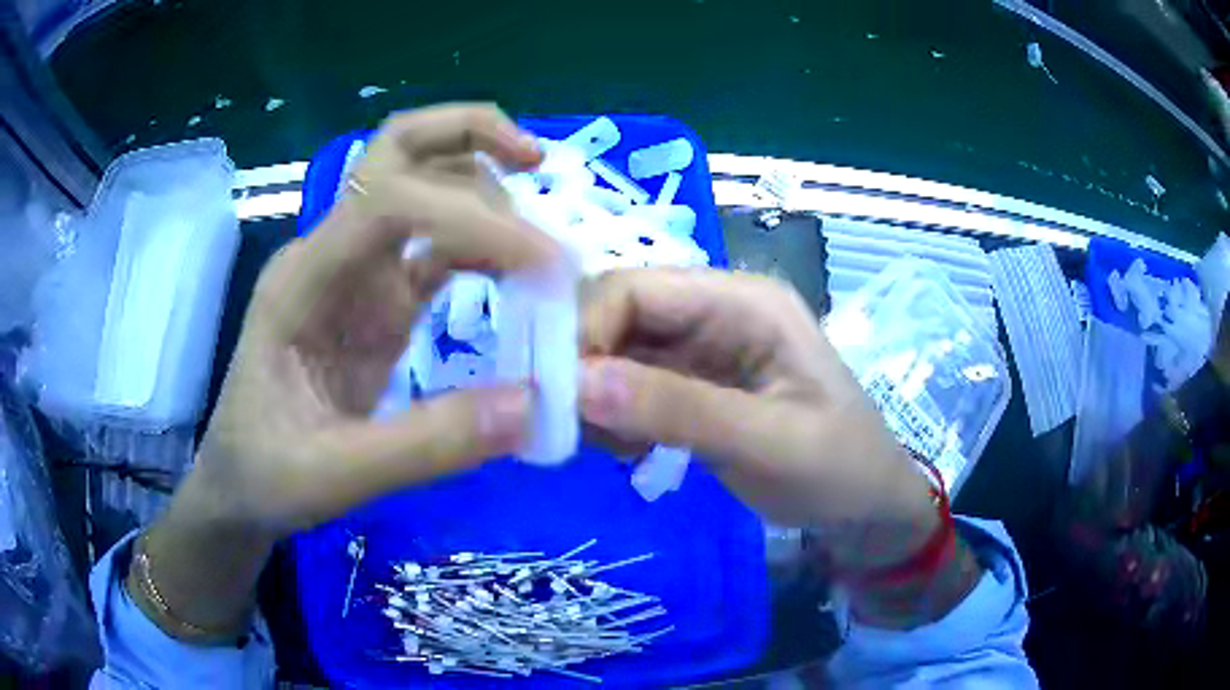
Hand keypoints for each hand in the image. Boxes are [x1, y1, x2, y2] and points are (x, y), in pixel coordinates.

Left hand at [192, 105, 556, 535]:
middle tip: (538, 161)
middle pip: (398, 151)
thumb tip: (532, 403)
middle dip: (470, 136)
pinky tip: (520, 275)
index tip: (542, 265)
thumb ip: (427, 446)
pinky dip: (484, 247)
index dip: (467, 214)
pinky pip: (438, 248)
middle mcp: (330, 255)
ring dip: (486, 192)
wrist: (241, 486)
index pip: (386, 201)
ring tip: (542, 241)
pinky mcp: (380, 300)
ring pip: (425, 187)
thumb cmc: (266, 475)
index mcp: (302, 281)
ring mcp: (356, 273)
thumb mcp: (335, 476)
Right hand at [578, 269, 937, 568]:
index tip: (554, 397)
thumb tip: (576, 384)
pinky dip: (612, 415)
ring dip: (594, 396)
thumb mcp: (768, 442)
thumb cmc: (838, 470)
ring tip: (611, 449)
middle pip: (618, 314)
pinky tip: (627, 451)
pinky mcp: (692, 384)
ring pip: (615, 351)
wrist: (866, 509)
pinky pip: (629, 384)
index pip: (636, 287)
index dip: (583, 330)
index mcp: (743, 301)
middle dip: (582, 366)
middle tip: (568, 429)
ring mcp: (702, 348)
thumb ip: (678, 410)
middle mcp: (715, 310)